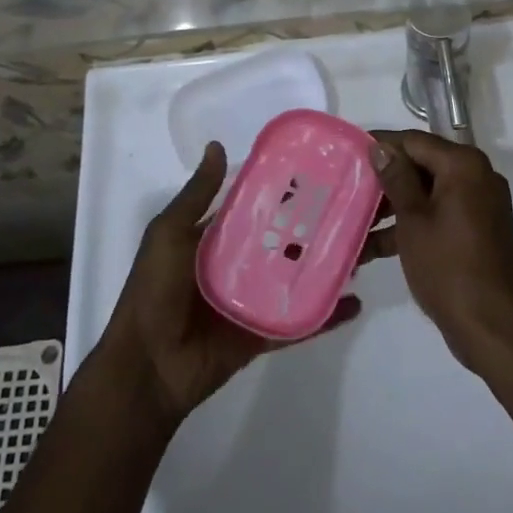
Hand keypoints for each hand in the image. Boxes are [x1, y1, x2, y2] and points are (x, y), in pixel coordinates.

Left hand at [101, 142, 362, 424]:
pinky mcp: (265, 334)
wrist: (145, 366)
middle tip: (359, 207)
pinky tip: (356, 300)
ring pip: (300, 278)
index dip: (289, 192)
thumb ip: (197, 195)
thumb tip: (217, 145)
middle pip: (288, 242)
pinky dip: (328, 314)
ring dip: (330, 265)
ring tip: (367, 248)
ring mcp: (256, 301)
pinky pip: (302, 322)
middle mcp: (242, 265)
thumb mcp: (168, 233)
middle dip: (319, 227)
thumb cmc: (154, 291)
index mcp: (219, 238)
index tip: (324, 172)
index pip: (261, 208)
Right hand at [369, 131, 512, 376]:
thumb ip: (397, 178)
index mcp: (464, 165)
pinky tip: (374, 248)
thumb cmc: (449, 268)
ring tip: (353, 223)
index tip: (347, 154)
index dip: (380, 146)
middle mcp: (477, 176)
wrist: (495, 330)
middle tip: (346, 190)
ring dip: (394, 208)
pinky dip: (412, 226)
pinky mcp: (478, 230)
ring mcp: (480, 205)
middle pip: (422, 165)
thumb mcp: (414, 221)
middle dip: (384, 180)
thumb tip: (380, 147)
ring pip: (428, 193)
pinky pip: (439, 215)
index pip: (414, 141)